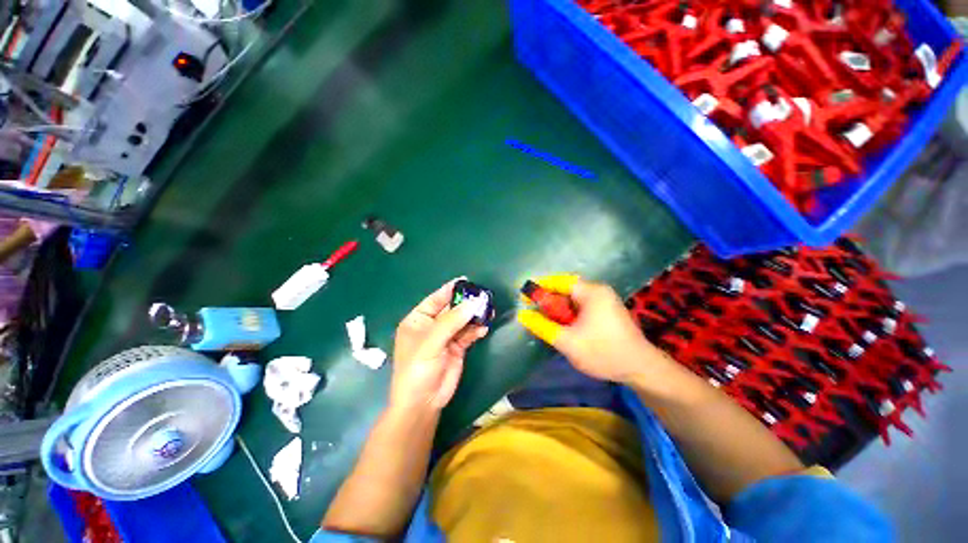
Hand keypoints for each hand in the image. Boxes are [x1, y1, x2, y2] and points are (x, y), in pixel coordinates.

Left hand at [391, 278, 488, 413]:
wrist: (423, 403)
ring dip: (474, 316)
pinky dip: (476, 330)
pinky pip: (468, 334)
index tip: (465, 280)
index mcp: (418, 320)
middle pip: (451, 309)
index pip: (435, 299)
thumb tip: (474, 303)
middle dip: (466, 303)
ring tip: (488, 310)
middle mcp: (432, 326)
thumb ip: (452, 321)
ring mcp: (445, 337)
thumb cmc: (417, 369)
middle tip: (483, 296)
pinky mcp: (457, 348)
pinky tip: (484, 327)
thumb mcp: (431, 342)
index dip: (449, 289)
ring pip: (462, 321)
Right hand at [518, 275, 669, 384]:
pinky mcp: (607, 312)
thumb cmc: (603, 352)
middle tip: (534, 311)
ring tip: (546, 321)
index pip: (561, 281)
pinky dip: (570, 314)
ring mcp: (605, 302)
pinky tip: (564, 326)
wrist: (641, 370)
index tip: (526, 295)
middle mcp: (599, 292)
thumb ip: (543, 327)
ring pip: (574, 300)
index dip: (542, 286)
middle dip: (550, 300)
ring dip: (560, 309)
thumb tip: (523, 315)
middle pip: (567, 289)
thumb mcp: (567, 341)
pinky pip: (582, 307)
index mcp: (592, 292)